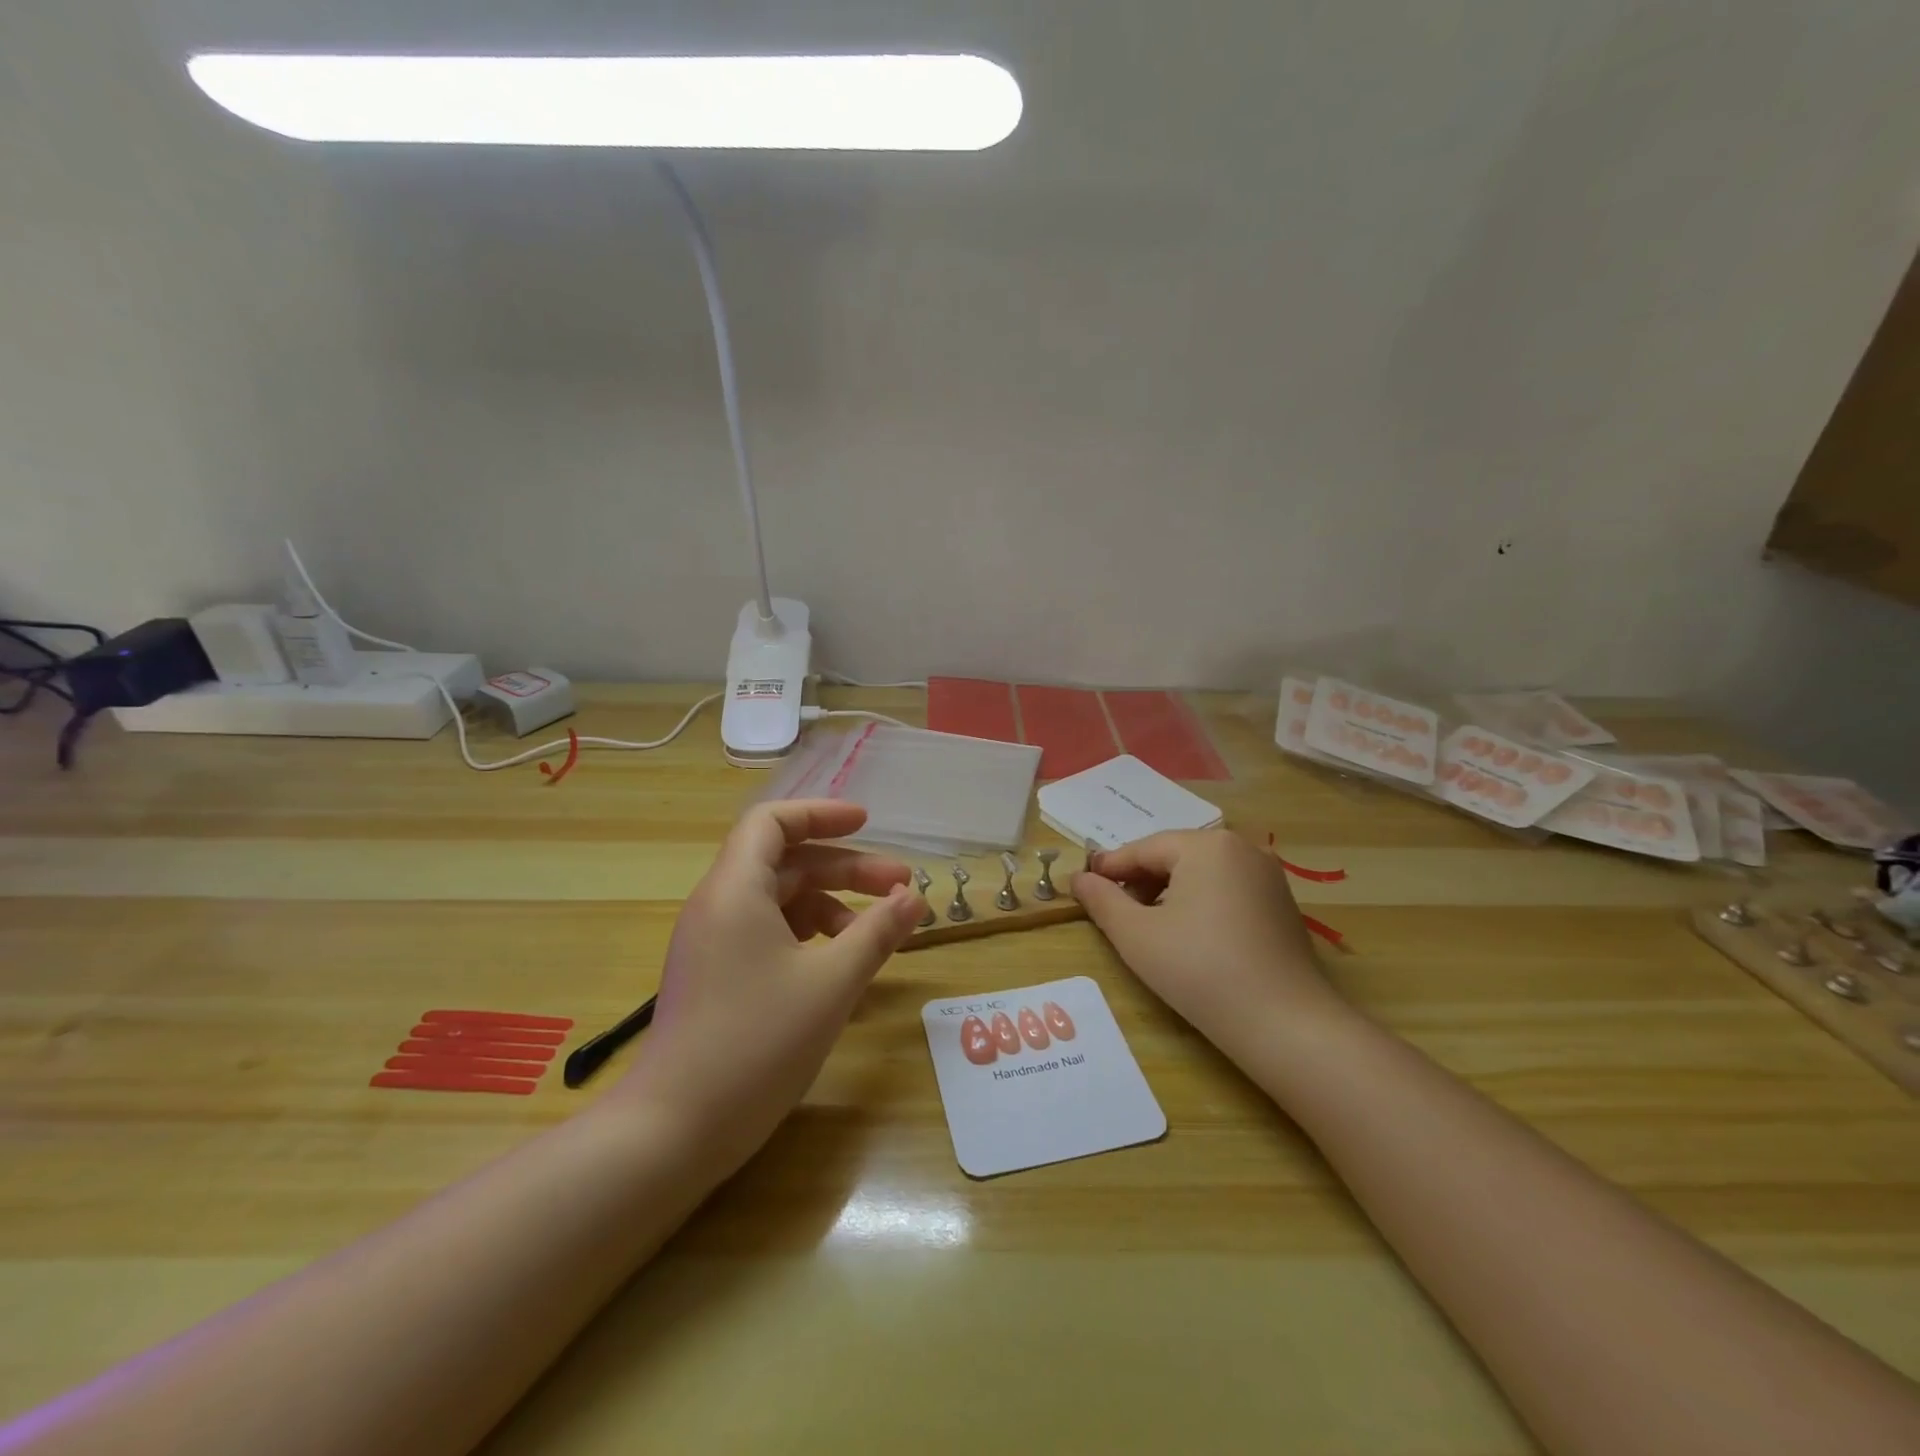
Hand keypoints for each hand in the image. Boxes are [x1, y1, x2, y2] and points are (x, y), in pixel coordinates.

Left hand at [618, 800, 923, 1177]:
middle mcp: (718, 905)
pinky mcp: (716, 976)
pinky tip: (841, 964)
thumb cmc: (756, 1043)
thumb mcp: (831, 983)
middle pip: (786, 863)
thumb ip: (877, 932)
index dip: (821, 814)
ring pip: (779, 901)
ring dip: (831, 906)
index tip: (867, 824)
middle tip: (901, 887)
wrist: (673, 1130)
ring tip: (877, 932)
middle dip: (846, 869)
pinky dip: (809, 936)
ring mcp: (713, 943)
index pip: (772, 822)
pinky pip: (767, 934)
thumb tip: (914, 897)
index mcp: (735, 889)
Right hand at [1072, 830, 1342, 1061]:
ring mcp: (1268, 876)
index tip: (1083, 886)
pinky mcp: (1282, 904)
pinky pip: (1227, 890)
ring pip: (1202, 874)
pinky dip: (1200, 904)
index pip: (1144, 849)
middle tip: (1114, 912)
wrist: (1285, 1025)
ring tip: (1148, 927)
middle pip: (1175, 857)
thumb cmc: (1199, 970)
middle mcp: (1241, 848)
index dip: (1110, 868)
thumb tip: (1079, 878)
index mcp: (1206, 846)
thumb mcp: (1136, 935)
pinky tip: (1189, 937)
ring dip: (1169, 893)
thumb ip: (1101, 900)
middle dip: (1141, 881)